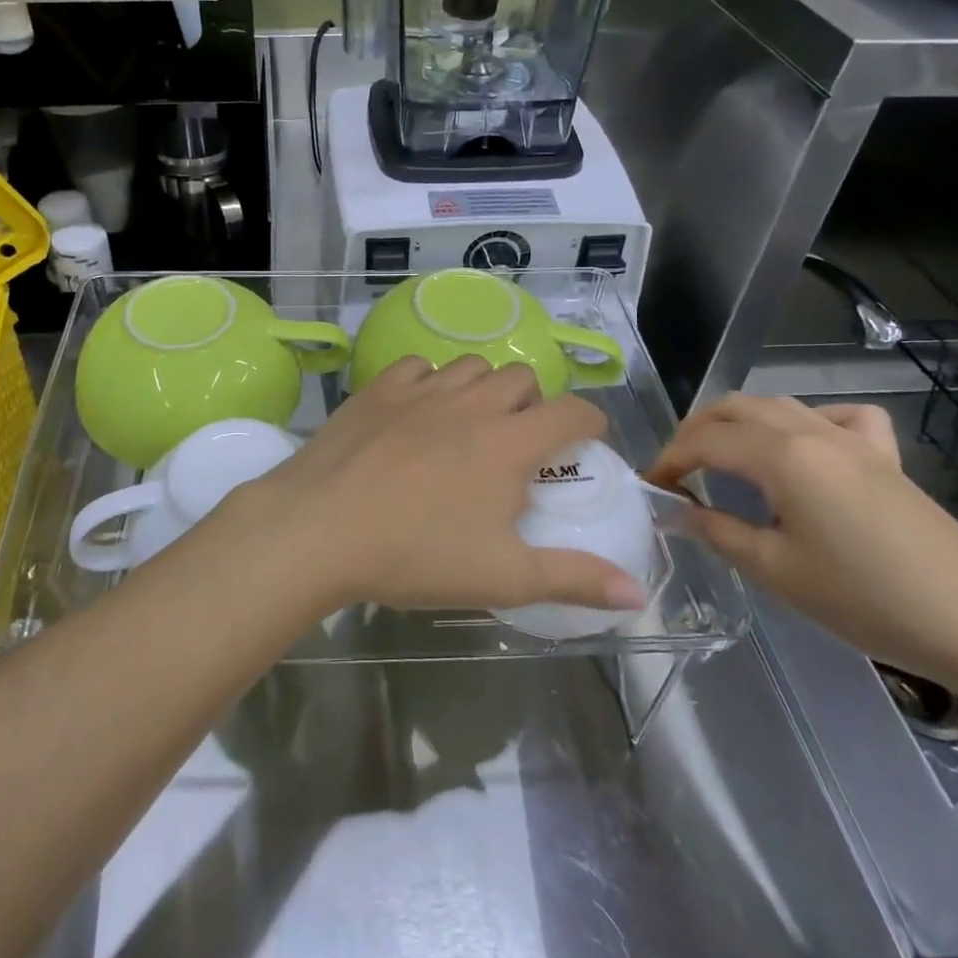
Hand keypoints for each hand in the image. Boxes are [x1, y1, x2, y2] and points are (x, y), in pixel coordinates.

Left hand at [234, 356, 649, 615]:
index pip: (574, 411)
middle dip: (532, 404)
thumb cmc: (416, 554)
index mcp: (510, 442)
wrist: (320, 527)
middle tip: (516, 445)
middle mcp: (472, 403)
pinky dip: (429, 382)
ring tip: (468, 426)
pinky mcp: (378, 388)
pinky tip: (417, 412)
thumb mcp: (503, 577)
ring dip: (482, 389)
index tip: (587, 443)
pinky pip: (418, 366)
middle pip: (522, 378)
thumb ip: (574, 579)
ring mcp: (422, 389)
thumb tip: (638, 591)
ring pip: (471, 366)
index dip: (591, 422)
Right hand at [650, 395, 957, 689]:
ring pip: (779, 405)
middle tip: (678, 469)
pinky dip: (808, 420)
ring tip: (721, 455)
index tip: (650, 486)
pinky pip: (840, 417)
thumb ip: (718, 533)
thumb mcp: (777, 572)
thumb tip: (677, 512)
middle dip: (696, 430)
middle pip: (737, 409)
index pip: (706, 442)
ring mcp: (855, 441)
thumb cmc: (868, 600)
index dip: (670, 460)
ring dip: (739, 422)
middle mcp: (813, 433)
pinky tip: (806, 446)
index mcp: (783, 457)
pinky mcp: (886, 458)